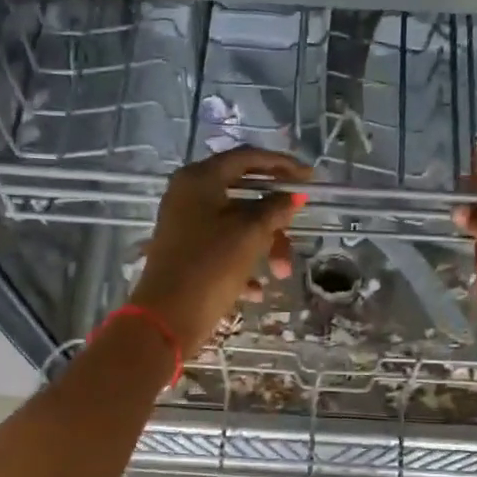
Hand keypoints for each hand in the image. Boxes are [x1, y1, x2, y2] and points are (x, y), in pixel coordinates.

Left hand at [130, 147, 312, 356]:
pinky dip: (243, 265)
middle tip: (297, 235)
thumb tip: (292, 196)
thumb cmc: (210, 267)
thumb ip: (275, 210)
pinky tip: (255, 291)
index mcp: (200, 179)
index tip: (310, 178)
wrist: (167, 318)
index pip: (247, 158)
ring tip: (279, 275)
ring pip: (236, 226)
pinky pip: (223, 249)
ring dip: (264, 248)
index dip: (282, 165)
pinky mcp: (186, 253)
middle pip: (244, 196)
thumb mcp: (250, 235)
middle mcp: (188, 195)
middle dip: (274, 222)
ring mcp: (185, 225)